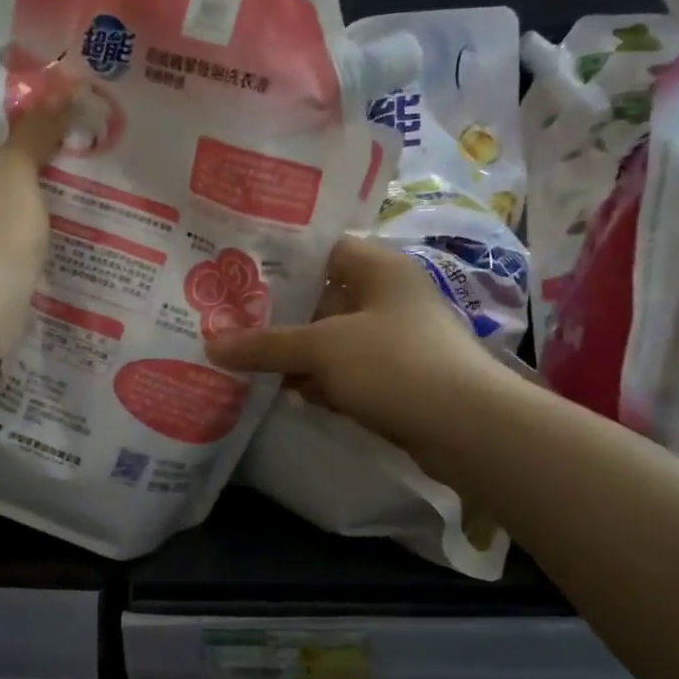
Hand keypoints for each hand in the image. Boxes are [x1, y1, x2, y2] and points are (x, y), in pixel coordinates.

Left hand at [0, 84, 73, 341]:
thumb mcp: (20, 167)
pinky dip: (5, 219)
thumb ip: (39, 127)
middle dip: (19, 161)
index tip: (54, 141)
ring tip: (53, 197)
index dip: (21, 128)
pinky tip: (33, 226)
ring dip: (15, 192)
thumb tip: (66, 90)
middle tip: (59, 166)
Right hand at [205, 235, 511, 477]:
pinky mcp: (392, 380)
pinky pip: (342, 372)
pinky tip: (278, 391)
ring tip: (239, 357)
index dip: (279, 260)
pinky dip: (315, 380)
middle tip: (225, 319)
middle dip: (276, 314)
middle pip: (319, 298)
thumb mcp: (322, 348)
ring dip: (292, 352)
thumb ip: (266, 345)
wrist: (467, 429)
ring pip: (328, 339)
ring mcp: (391, 340)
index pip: (320, 249)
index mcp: (377, 268)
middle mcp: (385, 297)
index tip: (235, 273)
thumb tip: (211, 345)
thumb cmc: (395, 364)